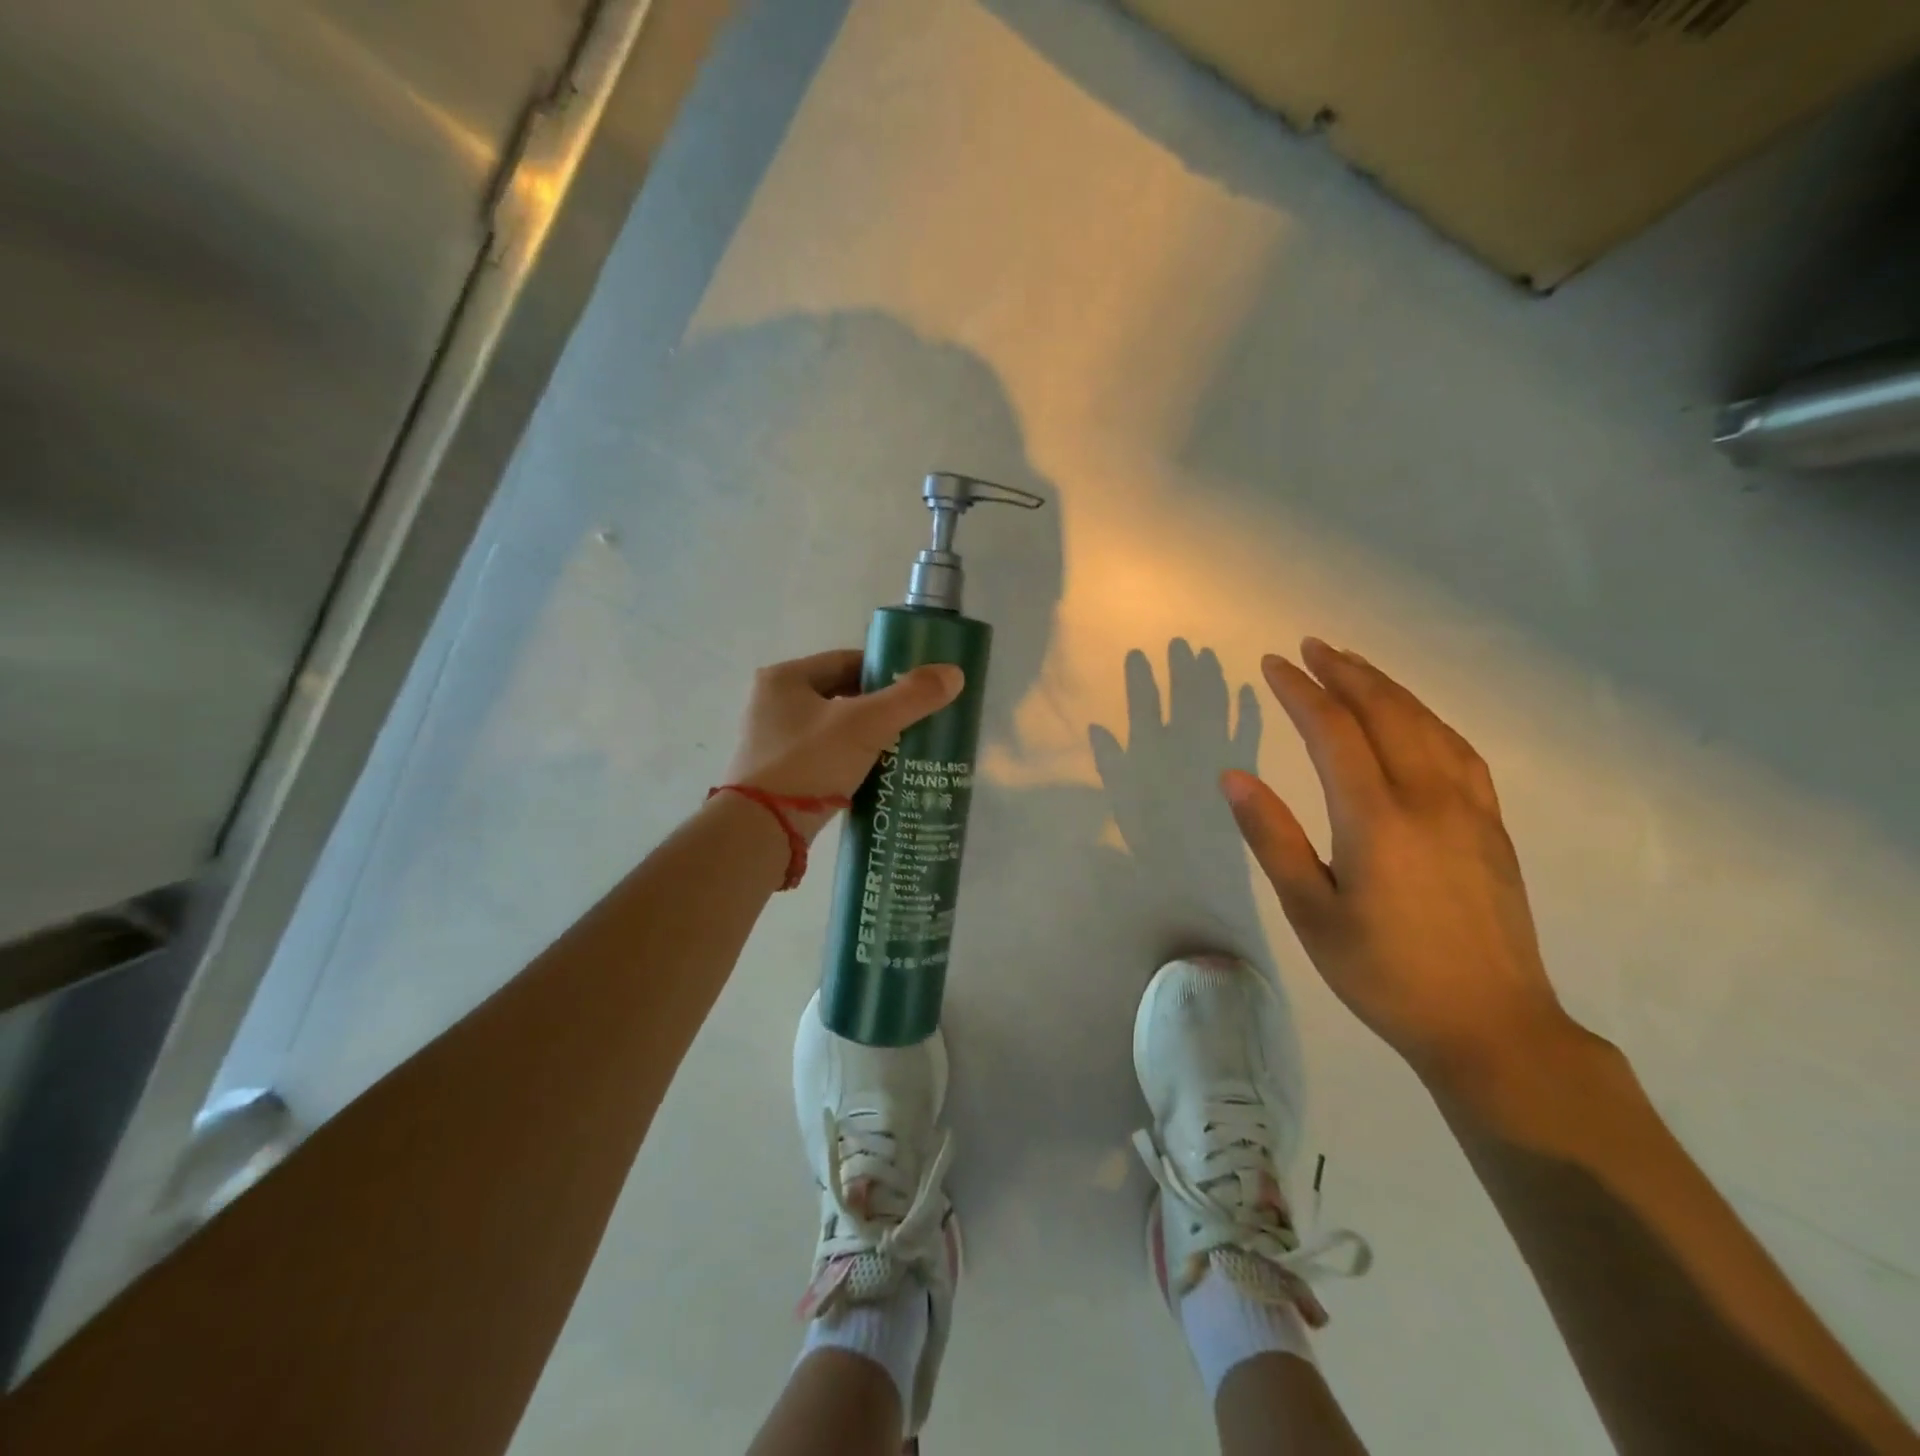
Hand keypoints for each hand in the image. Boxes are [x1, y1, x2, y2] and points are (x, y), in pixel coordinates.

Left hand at [722, 649, 964, 840]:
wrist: (760, 831)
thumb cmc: (808, 764)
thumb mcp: (865, 725)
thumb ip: (910, 698)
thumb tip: (954, 674)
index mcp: (785, 678)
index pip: (847, 660)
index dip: (886, 670)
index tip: (917, 688)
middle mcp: (773, 703)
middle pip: (842, 694)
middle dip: (880, 707)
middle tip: (917, 719)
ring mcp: (773, 741)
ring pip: (835, 728)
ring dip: (868, 735)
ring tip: (905, 748)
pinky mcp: (779, 775)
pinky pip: (826, 756)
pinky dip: (852, 759)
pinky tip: (878, 774)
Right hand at [1222, 637, 1576, 1083]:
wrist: (1491, 1025)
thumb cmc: (1383, 973)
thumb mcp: (1310, 912)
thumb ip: (1272, 837)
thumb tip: (1233, 776)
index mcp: (1376, 818)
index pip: (1332, 731)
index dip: (1300, 692)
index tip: (1272, 665)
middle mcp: (1427, 798)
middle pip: (1385, 712)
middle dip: (1345, 673)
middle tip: (1311, 647)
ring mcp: (1469, 809)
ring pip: (1427, 724)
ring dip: (1387, 687)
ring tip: (1355, 665)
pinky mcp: (1492, 826)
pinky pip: (1458, 750)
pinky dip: (1428, 717)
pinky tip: (1416, 717)